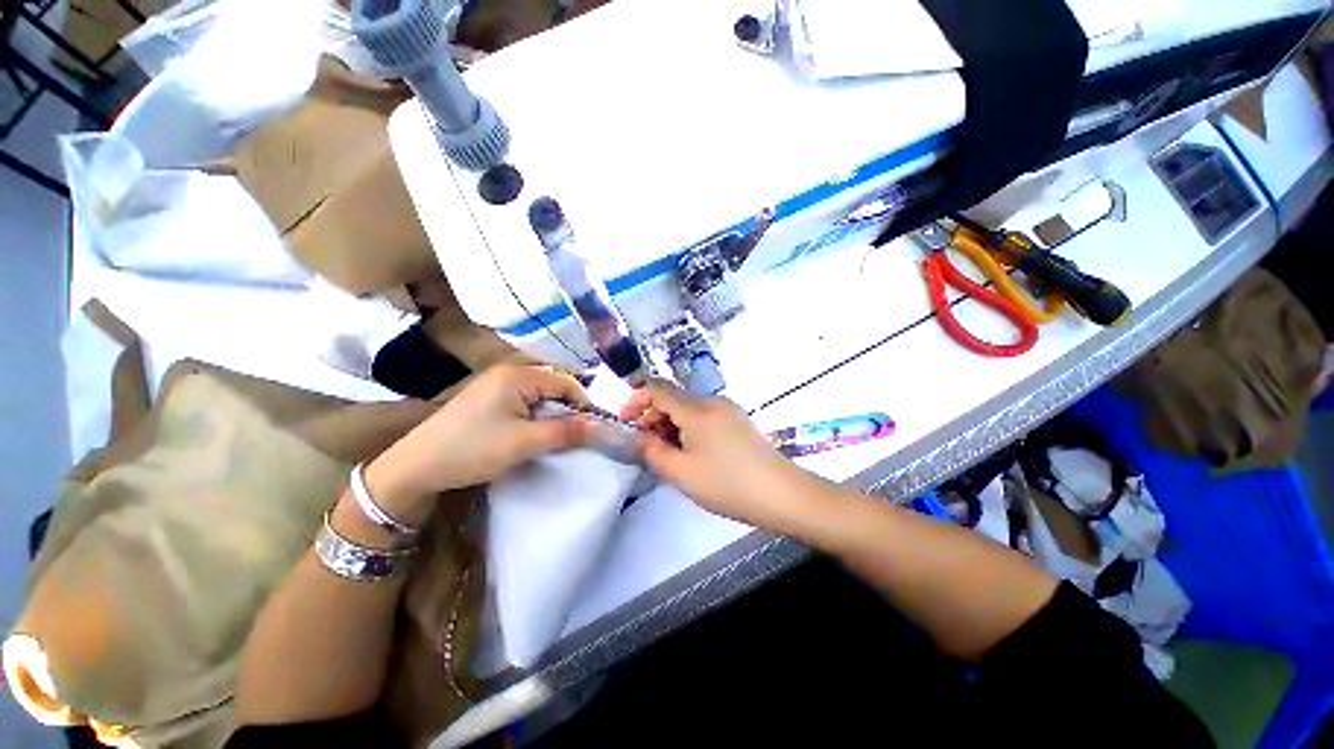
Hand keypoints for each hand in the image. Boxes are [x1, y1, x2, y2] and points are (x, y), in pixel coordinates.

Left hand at [365, 365, 596, 512]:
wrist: (416, 466)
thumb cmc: (473, 449)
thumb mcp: (524, 442)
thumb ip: (565, 432)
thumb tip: (599, 426)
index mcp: (518, 375)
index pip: (566, 382)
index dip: (583, 404)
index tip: (590, 430)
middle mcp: (509, 372)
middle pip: (554, 386)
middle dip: (567, 410)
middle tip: (572, 436)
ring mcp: (497, 384)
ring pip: (540, 395)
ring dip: (552, 415)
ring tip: (553, 438)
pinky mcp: (489, 398)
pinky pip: (524, 401)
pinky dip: (535, 417)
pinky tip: (532, 434)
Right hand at [621, 379, 827, 535]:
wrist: (782, 493)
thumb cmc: (727, 484)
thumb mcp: (681, 473)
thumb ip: (652, 451)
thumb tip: (638, 436)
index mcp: (695, 409)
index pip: (656, 387)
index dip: (635, 399)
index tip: (626, 423)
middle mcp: (711, 401)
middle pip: (672, 397)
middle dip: (652, 416)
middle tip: (647, 446)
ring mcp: (727, 409)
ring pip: (687, 407)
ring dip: (670, 423)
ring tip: (669, 454)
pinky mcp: (736, 420)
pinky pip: (703, 415)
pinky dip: (688, 427)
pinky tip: (691, 452)